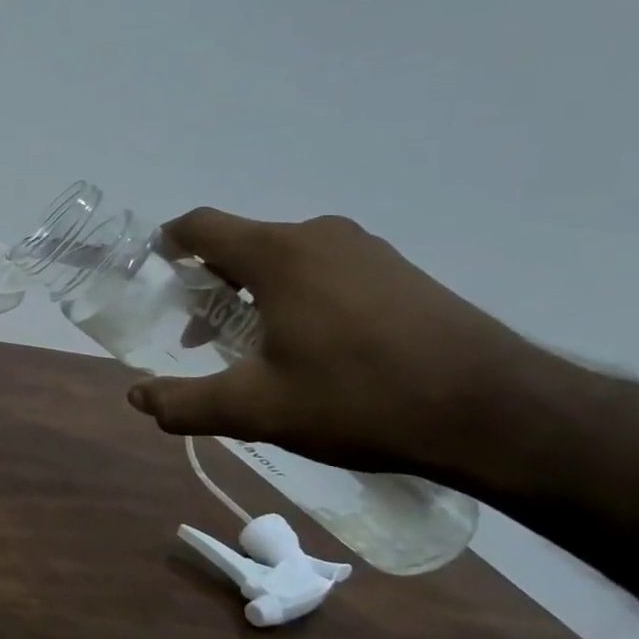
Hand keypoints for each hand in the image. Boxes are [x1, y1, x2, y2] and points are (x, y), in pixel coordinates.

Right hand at [127, 210, 541, 475]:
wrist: (501, 413)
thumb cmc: (361, 399)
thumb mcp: (258, 409)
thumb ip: (186, 403)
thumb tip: (137, 399)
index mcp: (278, 254)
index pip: (201, 226)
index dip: (168, 244)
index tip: (155, 272)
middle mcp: (319, 235)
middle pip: (242, 243)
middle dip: (211, 283)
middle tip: (203, 334)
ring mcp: (366, 250)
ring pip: (286, 258)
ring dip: (255, 292)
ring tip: (256, 347)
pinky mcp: (400, 271)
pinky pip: (326, 269)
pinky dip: (299, 295)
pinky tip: (314, 347)